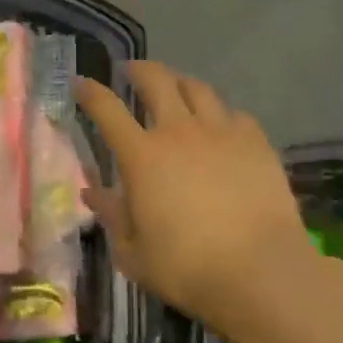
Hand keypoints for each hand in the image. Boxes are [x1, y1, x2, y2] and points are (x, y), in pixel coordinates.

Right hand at [74, 62, 321, 339]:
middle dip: (138, 69)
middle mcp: (178, 131)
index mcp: (141, 155)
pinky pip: (234, 113)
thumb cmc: (188, 268)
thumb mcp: (133, 252)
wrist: (262, 272)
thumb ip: (111, 216)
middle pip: (155, 80)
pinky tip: (221, 126)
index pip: (106, 109)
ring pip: (197, 88)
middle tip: (131, 71)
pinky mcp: (256, 143)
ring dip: (180, 83)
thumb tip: (92, 191)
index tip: (81, 82)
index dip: (90, 91)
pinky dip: (221, 114)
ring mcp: (221, 132)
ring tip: (176, 89)